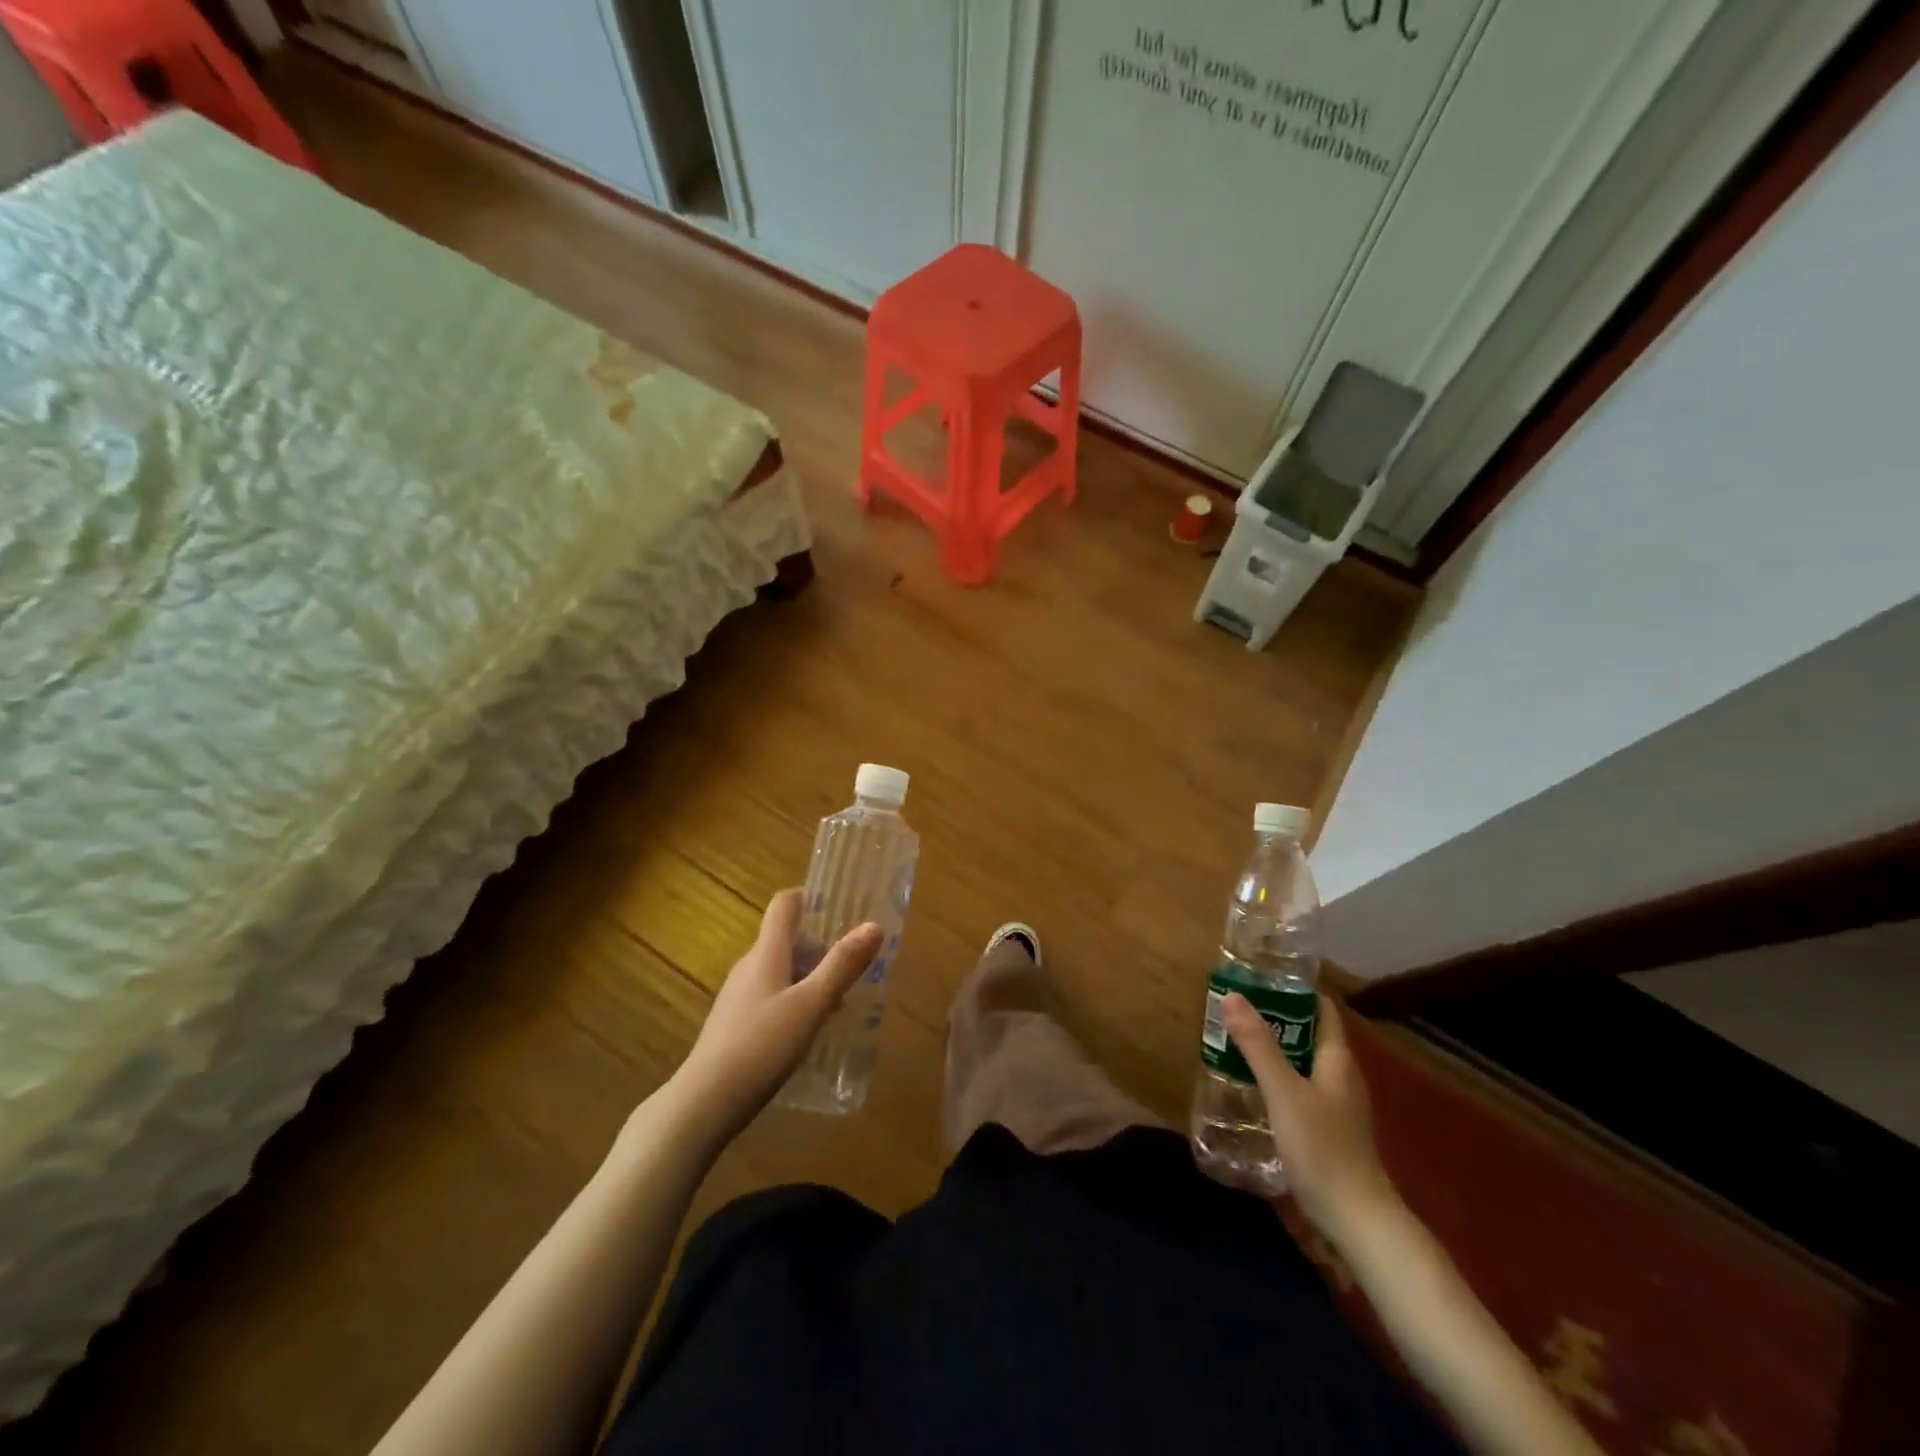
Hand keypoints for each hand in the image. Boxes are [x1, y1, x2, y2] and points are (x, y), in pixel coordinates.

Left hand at [673, 889, 881, 1139]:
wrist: (704, 1103)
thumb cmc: (761, 1046)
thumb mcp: (810, 1005)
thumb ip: (842, 966)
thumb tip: (874, 925)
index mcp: (766, 953)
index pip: (784, 905)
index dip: (810, 897)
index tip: (842, 907)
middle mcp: (749, 966)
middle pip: (786, 939)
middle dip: (821, 945)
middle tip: (855, 963)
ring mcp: (738, 996)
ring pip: (780, 970)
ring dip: (811, 976)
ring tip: (841, 1001)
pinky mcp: (735, 1023)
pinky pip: (771, 995)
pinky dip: (795, 999)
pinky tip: (810, 1029)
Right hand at [1221, 993, 1400, 1240]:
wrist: (1356, 1220)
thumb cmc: (1321, 1148)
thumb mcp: (1283, 1091)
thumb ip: (1258, 1045)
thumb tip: (1232, 995)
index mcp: (1337, 1059)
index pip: (1321, 1009)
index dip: (1294, 990)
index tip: (1259, 977)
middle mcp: (1341, 1076)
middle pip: (1310, 1034)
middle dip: (1276, 1018)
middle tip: (1236, 1007)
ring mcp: (1337, 1105)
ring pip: (1303, 1062)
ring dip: (1275, 1048)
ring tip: (1235, 1040)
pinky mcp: (1328, 1129)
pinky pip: (1300, 1088)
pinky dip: (1278, 1077)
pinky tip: (1253, 1085)